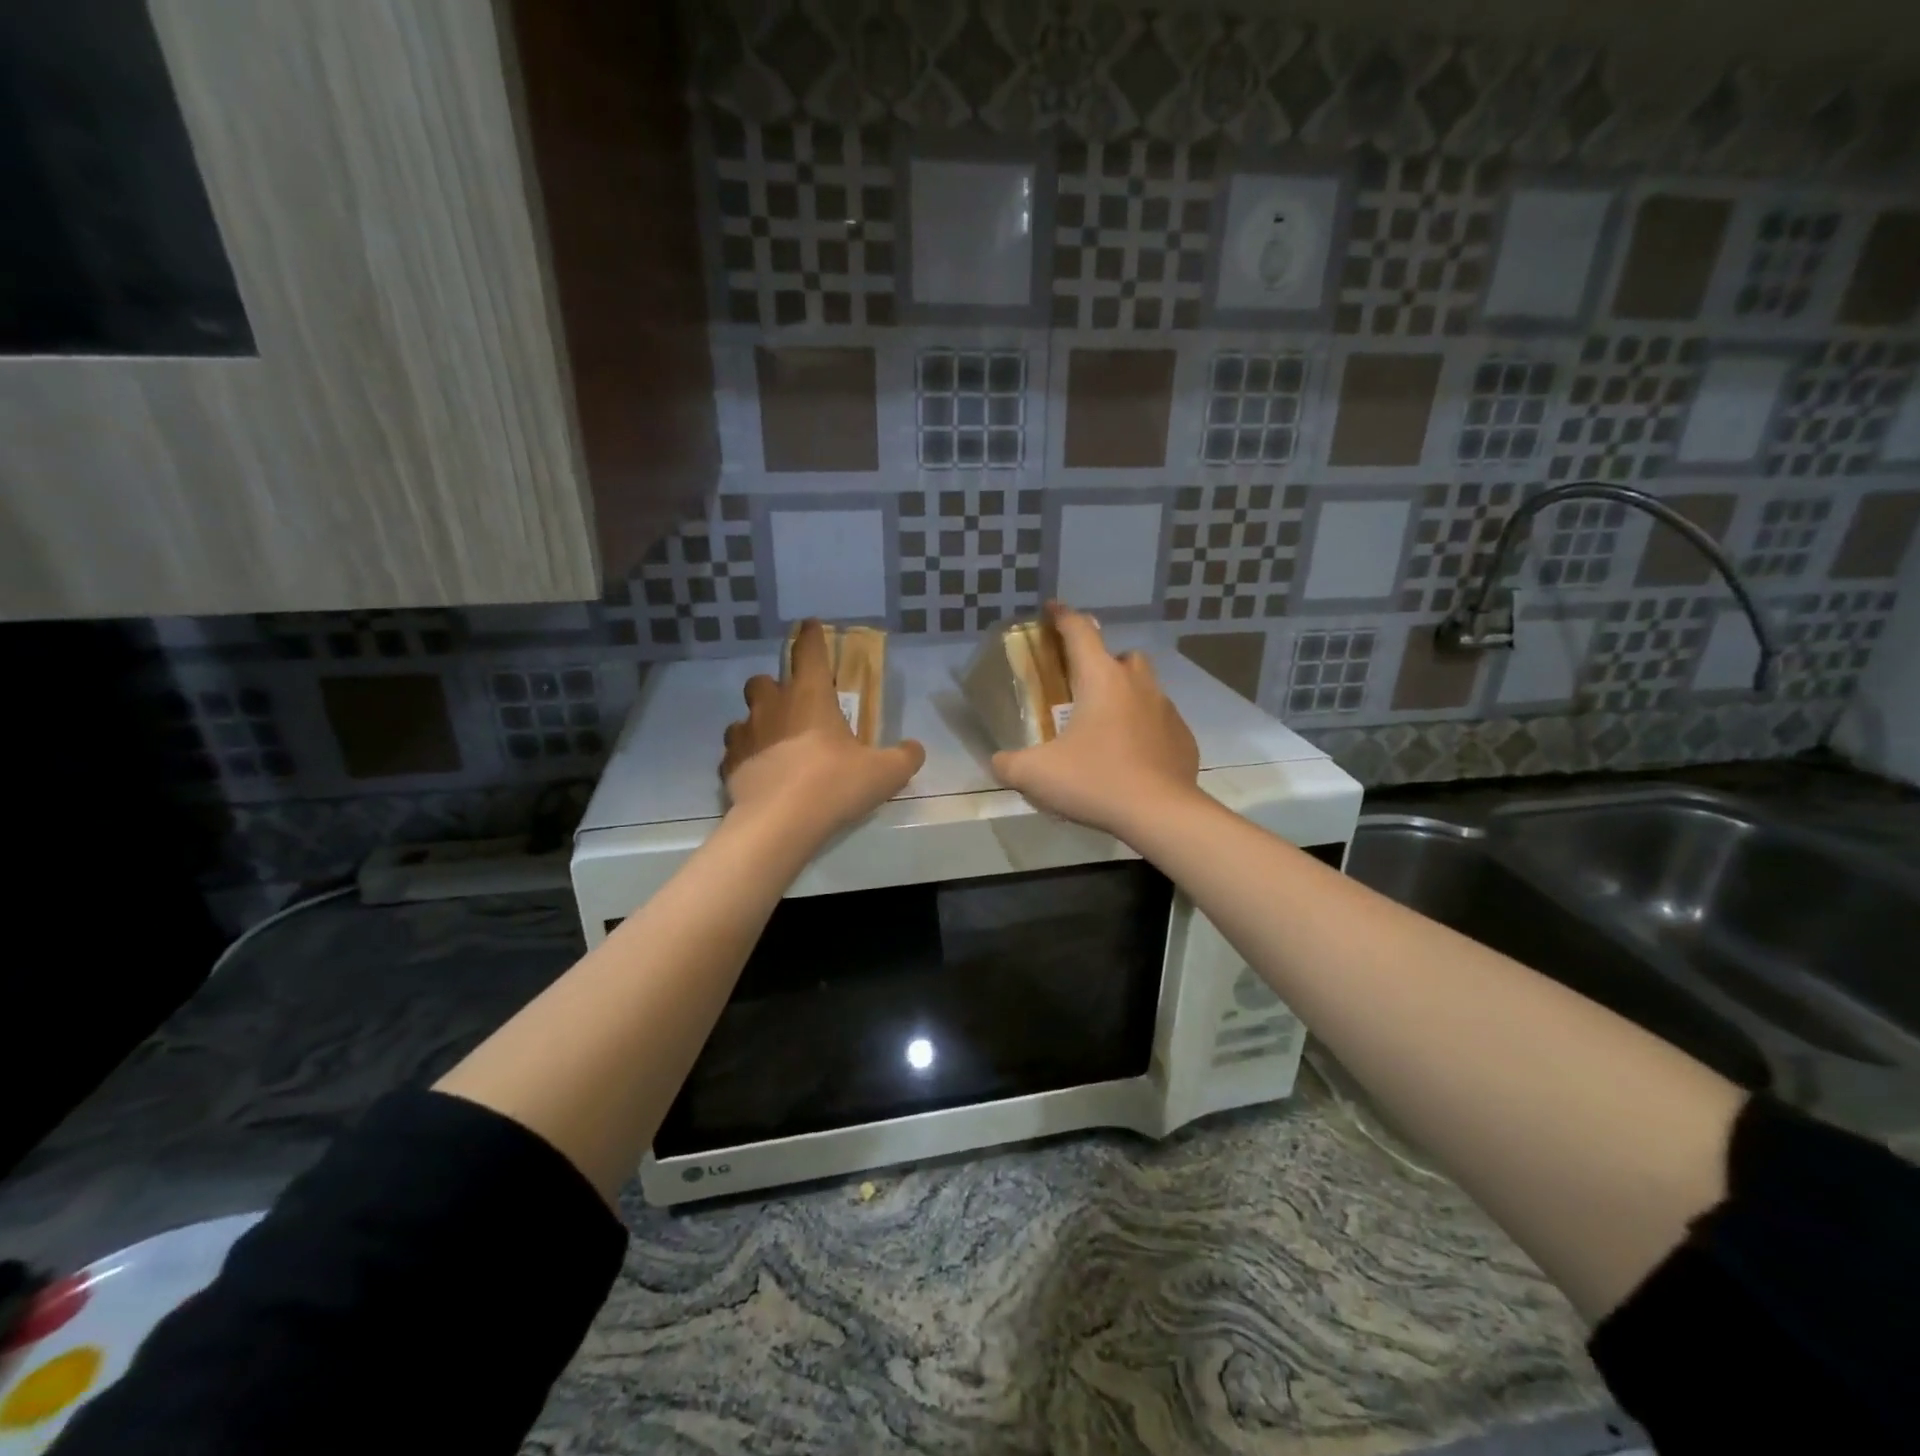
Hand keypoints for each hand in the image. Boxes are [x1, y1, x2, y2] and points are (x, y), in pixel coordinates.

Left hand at [721, 620, 924, 839]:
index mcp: (811, 696)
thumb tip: (914, 749)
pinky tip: (758, 774)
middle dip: (774, 686)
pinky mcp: (729, 764)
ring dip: (757, 723)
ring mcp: (746, 735)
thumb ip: (905, 757)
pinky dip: (745, 758)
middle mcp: (773, 706)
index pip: (809, 652)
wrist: (780, 822)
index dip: (810, 636)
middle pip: (762, 680)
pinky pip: (734, 752)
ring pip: (744, 716)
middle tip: (791, 706)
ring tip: (773, 743)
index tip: (809, 626)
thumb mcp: (885, 773)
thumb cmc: (835, 784)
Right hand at [989, 603, 1199, 840]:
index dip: (1062, 616)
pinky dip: (1144, 728)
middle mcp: (1137, 684)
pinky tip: (1131, 755)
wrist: (1160, 814)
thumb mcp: (1036, 775)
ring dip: (1125, 694)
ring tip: (1106, 725)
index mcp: (1100, 678)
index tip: (1051, 609)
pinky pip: (1160, 721)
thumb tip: (999, 761)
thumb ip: (1009, 764)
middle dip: (1102, 662)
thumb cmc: (1096, 781)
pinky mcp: (1183, 738)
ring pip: (1144, 686)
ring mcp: (1166, 709)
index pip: (1079, 630)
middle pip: (1121, 655)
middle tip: (1082, 687)